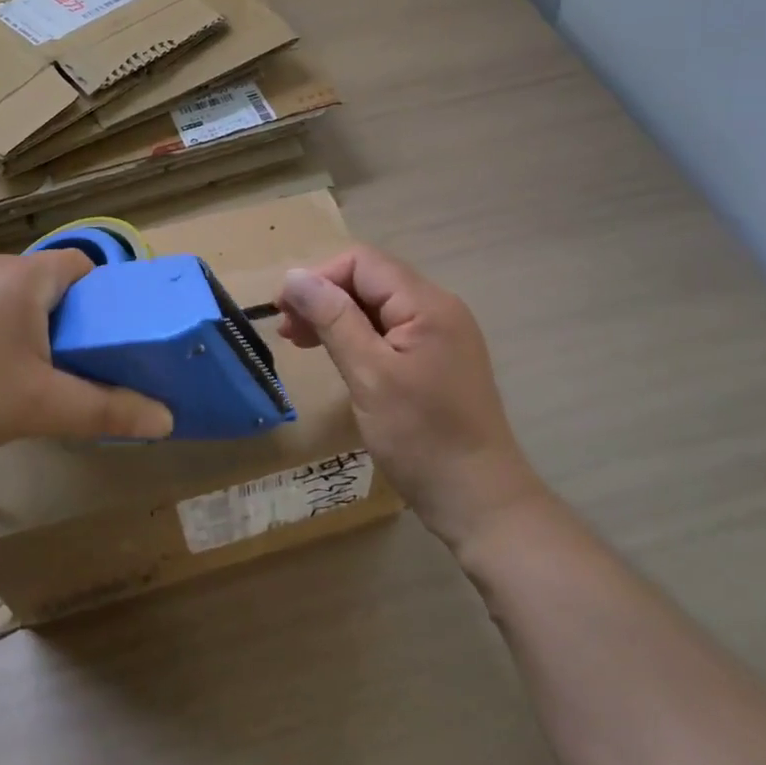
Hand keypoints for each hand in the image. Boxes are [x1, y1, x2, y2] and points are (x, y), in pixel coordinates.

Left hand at [0, 249, 172, 476]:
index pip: (79, 265)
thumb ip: (106, 410)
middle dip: (49, 317)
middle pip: (36, 280)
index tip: (92, 338)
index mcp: (20, 277)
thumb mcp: (38, 409)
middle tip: (45, 367)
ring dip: (4, 320)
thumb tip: (166, 419)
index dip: (95, 298)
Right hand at [277, 246, 546, 551]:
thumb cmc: (421, 438)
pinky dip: (358, 337)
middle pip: (370, 280)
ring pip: (378, 306)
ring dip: (337, 317)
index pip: (363, 262)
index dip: (319, 278)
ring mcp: (441, 334)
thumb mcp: (369, 375)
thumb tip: (293, 277)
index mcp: (427, 304)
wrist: (480, 502)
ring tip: (301, 342)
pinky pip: (390, 331)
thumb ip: (332, 319)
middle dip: (324, 297)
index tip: (284, 311)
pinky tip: (337, 355)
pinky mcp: (437, 359)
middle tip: (288, 332)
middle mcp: (438, 308)